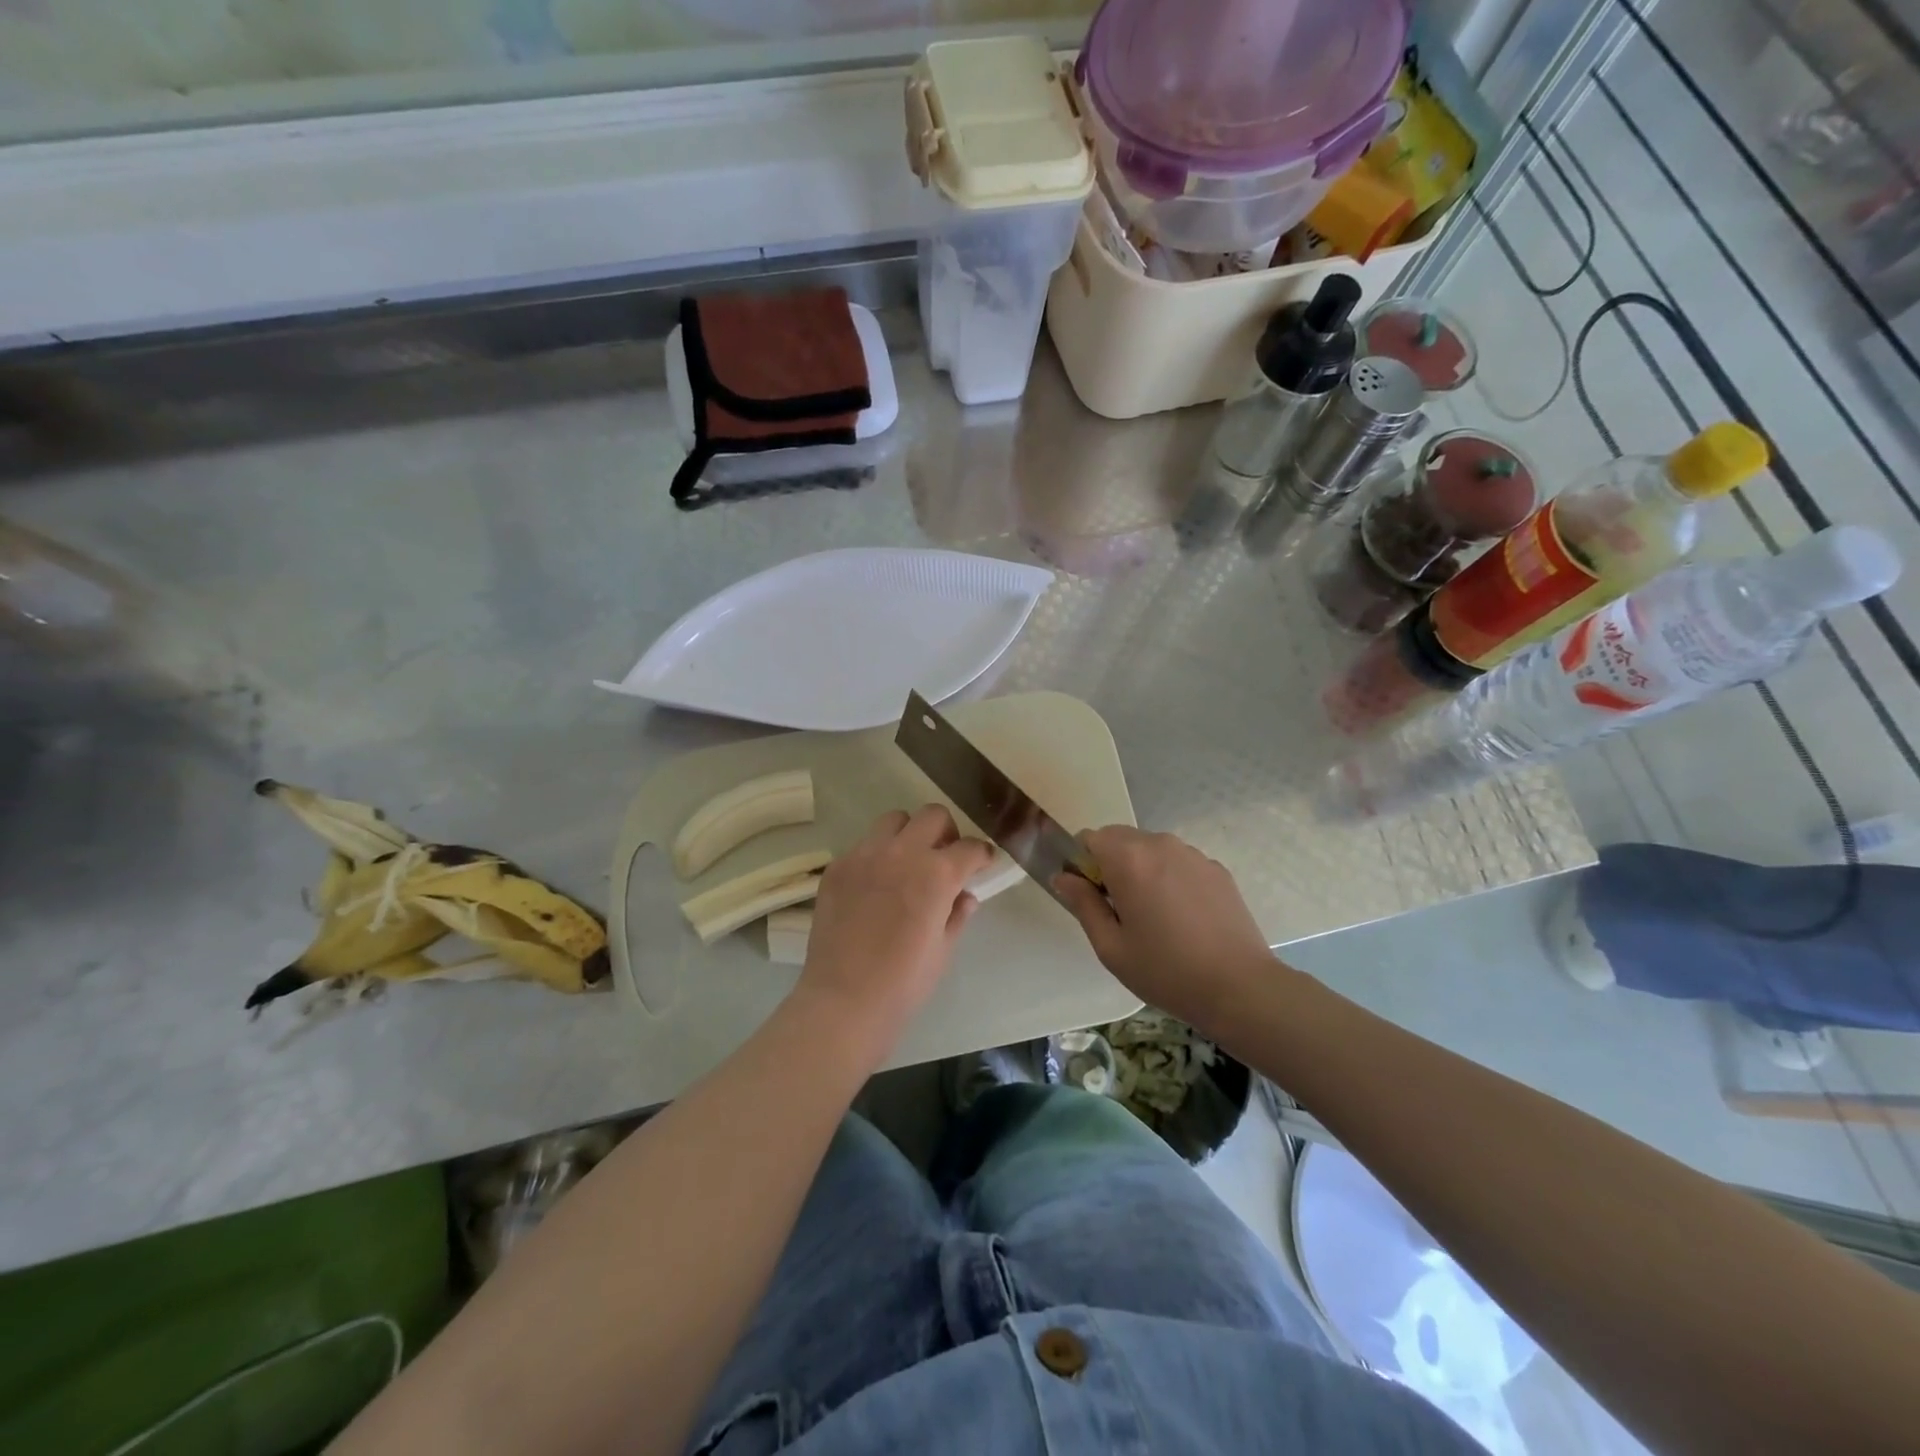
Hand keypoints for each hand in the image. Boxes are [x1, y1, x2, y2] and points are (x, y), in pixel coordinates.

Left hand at [797, 805, 995, 1048]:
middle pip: (932, 816)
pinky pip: (863, 846)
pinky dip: (877, 856)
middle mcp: (901, 853)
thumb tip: (964, 896)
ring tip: (907, 864)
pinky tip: (875, 887)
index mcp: (936, 874)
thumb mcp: (943, 949)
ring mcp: (864, 856)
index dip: (981, 855)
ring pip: (894, 821)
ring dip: (909, 835)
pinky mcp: (837, 868)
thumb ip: (957, 914)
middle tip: (945, 859)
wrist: (844, 1000)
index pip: (969, 847)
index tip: (982, 864)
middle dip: (946, 833)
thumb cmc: (904, 983)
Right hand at [1054, 826, 1273, 1031]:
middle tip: (1120, 910)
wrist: (1240, 988)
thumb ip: (1083, 904)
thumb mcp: (1111, 946)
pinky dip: (1170, 878)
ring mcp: (1192, 854)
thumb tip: (1063, 877)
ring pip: (1151, 849)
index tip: (1090, 896)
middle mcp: (1160, 845)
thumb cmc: (1165, 971)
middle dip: (1111, 864)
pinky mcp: (1216, 869)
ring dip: (1142, 870)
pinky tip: (1183, 918)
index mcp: (1129, 860)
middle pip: (1120, 838)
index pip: (1090, 837)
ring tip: (1155, 917)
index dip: (1082, 863)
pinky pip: (1178, 862)